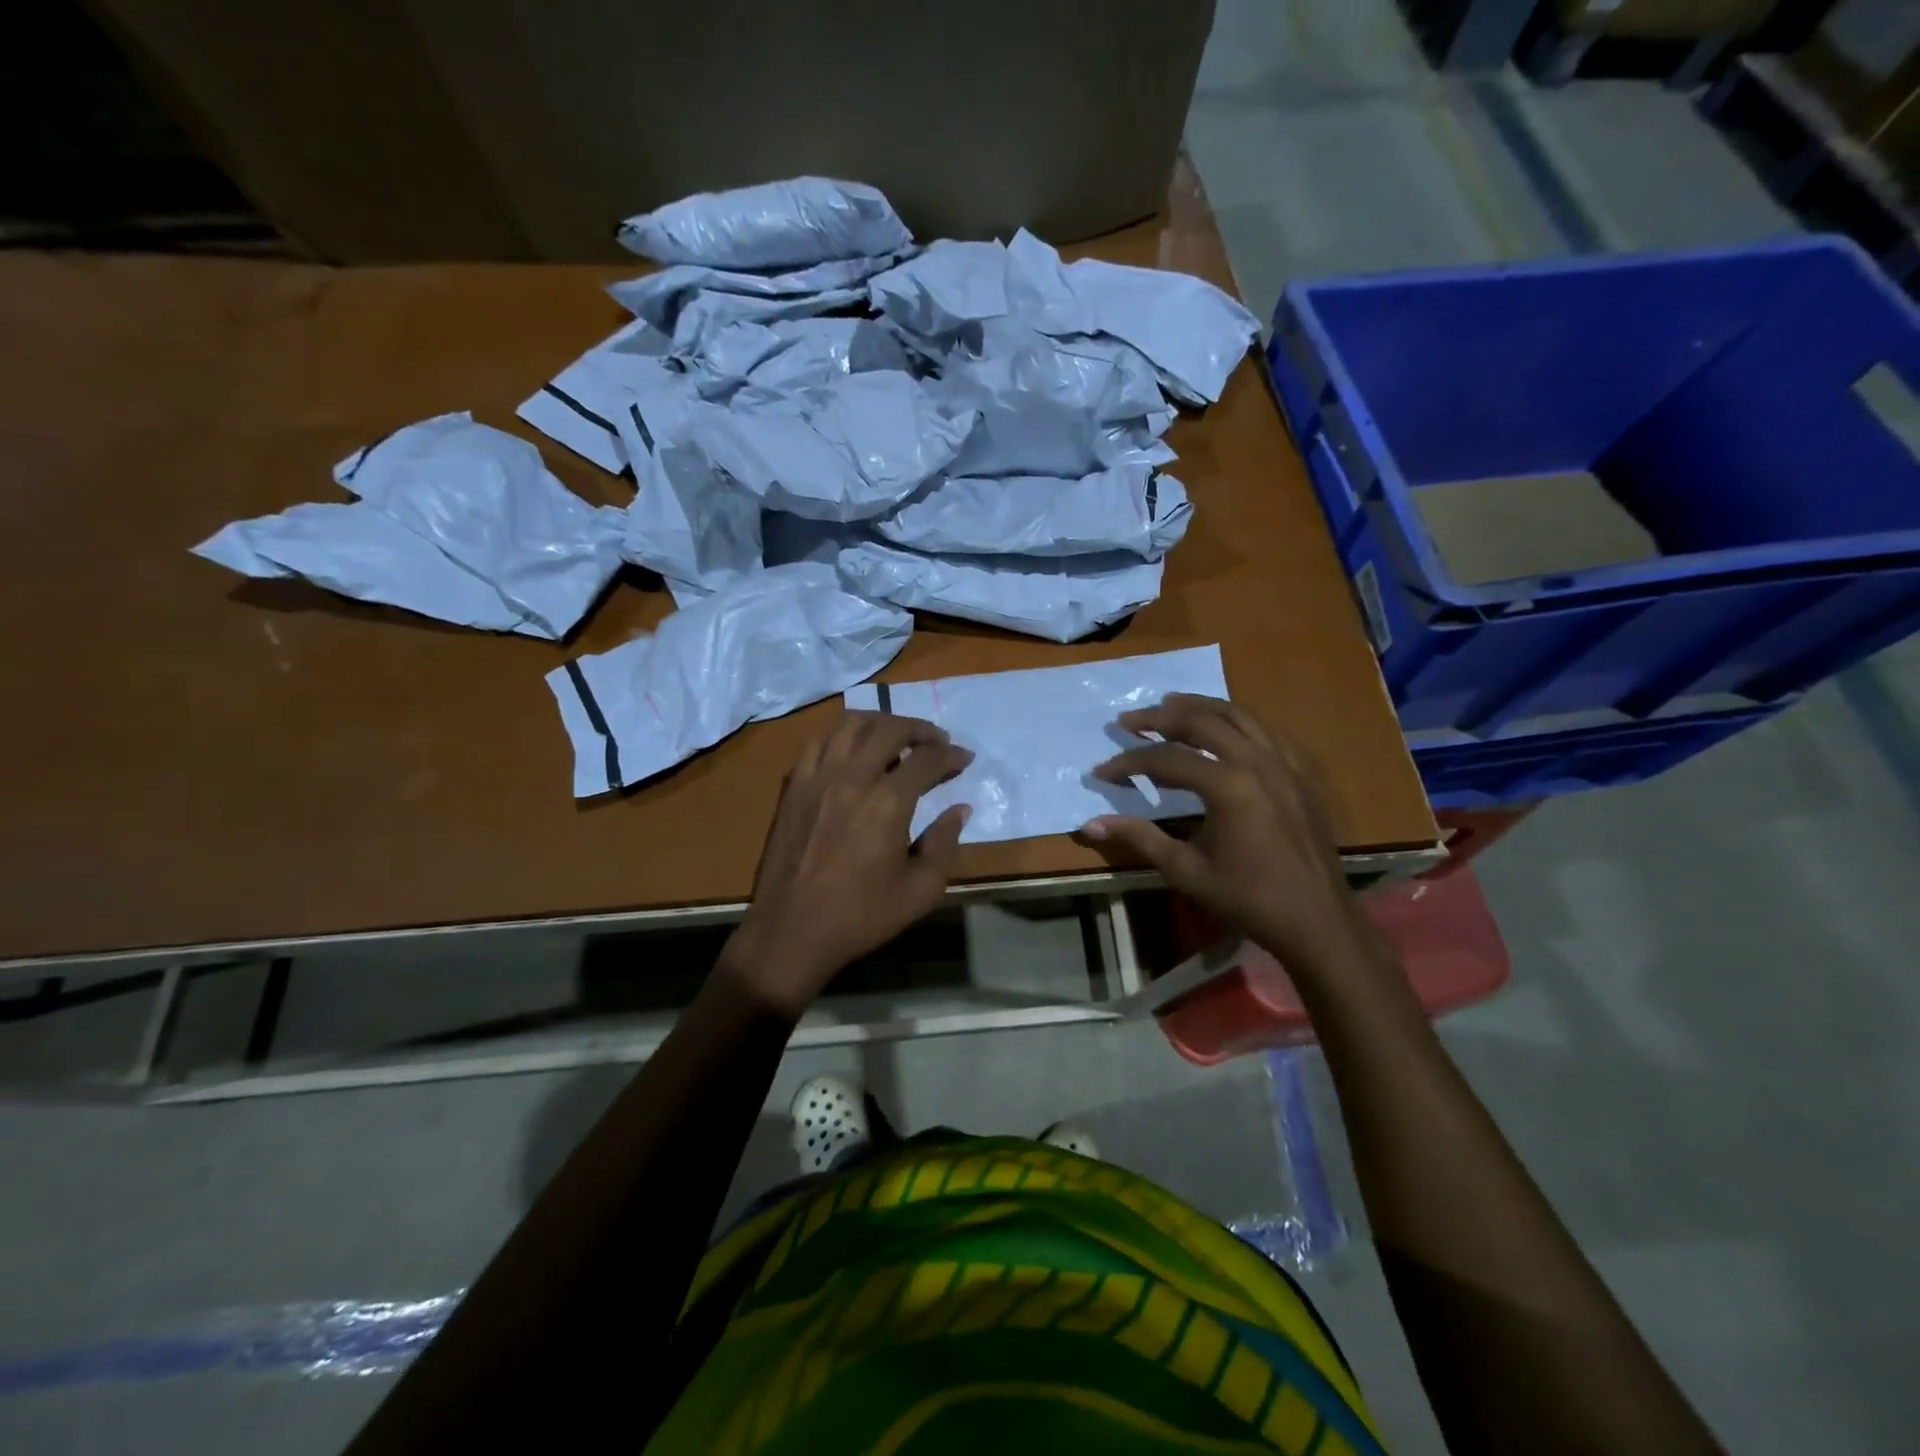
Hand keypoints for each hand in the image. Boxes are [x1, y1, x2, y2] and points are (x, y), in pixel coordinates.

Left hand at [721, 712, 972, 1015]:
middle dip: (920, 729)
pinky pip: (818, 741)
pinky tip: (853, 749)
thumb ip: (944, 844)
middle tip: (936, 741)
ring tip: (896, 736)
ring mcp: (818, 778)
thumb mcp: (920, 890)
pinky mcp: (794, 786)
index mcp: (888, 802)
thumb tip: (959, 810)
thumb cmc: (861, 916)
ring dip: (880, 722)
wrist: (792, 931)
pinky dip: (842, 734)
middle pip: (890, 729)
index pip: (927, 759)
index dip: (951, 755)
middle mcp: (852, 777)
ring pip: (850, 725)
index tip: (964, 759)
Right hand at [1085, 694, 1373, 978]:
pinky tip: (1224, 728)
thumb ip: (1139, 837)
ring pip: (1238, 715)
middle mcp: (1258, 762)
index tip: (1102, 771)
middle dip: (1160, 717)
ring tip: (1170, 704)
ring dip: (1200, 707)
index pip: (1167, 758)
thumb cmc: (1247, 897)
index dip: (1129, 762)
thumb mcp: (1185, 869)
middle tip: (1128, 721)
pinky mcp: (1301, 773)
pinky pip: (1267, 731)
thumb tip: (1090, 824)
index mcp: (1229, 785)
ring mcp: (1285, 764)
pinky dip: (1238, 721)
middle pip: (1202, 721)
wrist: (1316, 919)